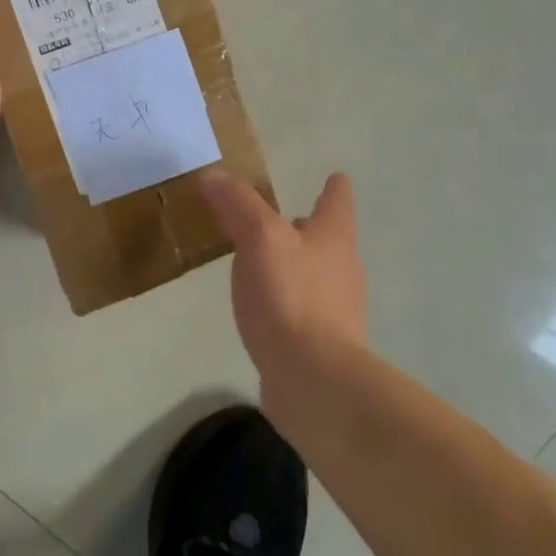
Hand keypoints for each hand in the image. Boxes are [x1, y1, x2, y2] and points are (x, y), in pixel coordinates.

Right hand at [201, 170, 368, 395]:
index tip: (333, 177)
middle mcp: (343, 270)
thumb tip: (213, 175)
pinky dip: (285, 303)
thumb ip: (237, 203)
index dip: (333, 187)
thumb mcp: (258, 238)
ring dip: (293, 266)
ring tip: (259, 263)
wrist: (315, 381)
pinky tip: (261, 311)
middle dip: (306, 228)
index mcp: (334, 238)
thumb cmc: (291, 297)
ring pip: (314, 276)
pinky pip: (301, 312)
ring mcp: (337, 312)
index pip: (338, 201)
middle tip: (275, 220)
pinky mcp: (322, 346)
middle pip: (328, 239)